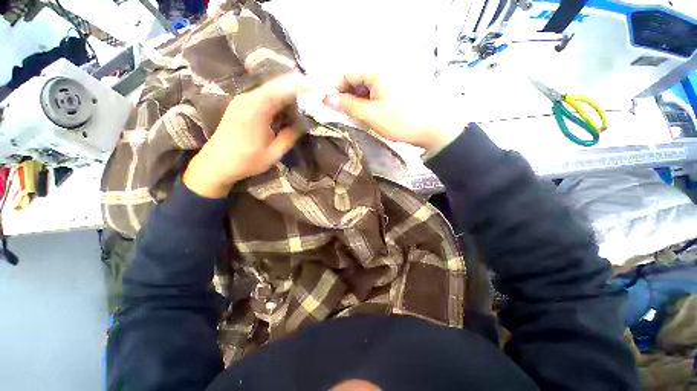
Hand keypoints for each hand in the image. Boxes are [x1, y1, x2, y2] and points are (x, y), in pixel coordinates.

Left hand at [184, 74, 307, 197]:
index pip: (282, 90)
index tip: (317, 88)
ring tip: (306, 96)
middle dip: (296, 84)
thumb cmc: (246, 161)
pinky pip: (264, 94)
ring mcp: (243, 99)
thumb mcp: (274, 153)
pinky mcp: (242, 104)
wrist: (216, 163)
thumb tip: (303, 123)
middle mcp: (248, 98)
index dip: (300, 86)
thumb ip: (290, 136)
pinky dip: (279, 96)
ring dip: (288, 90)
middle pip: (276, 84)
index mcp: (256, 110)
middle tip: (315, 90)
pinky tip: (288, 103)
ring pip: (270, 88)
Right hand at [323, 73, 465, 151]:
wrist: (431, 129)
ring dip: (358, 104)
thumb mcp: (370, 114)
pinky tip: (368, 118)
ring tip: (357, 119)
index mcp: (377, 73)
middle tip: (344, 116)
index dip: (336, 89)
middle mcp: (383, 74)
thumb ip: (348, 106)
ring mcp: (390, 84)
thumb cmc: (400, 120)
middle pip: (357, 81)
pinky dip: (368, 106)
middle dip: (348, 98)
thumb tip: (327, 99)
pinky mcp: (395, 94)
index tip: (331, 105)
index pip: (348, 74)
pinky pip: (375, 96)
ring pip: (366, 90)